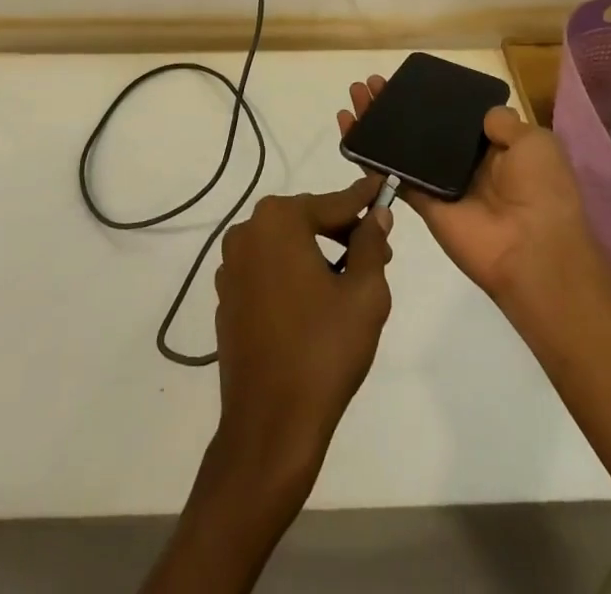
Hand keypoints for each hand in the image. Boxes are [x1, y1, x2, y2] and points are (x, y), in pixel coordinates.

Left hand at [210, 178, 393, 496]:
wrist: (270, 424)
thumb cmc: (323, 351)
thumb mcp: (364, 293)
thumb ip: (371, 244)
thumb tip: (377, 215)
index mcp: (278, 221)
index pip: (333, 202)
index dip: (363, 199)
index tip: (383, 186)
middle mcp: (247, 232)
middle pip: (307, 219)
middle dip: (343, 231)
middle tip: (379, 253)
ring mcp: (231, 266)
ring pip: (286, 245)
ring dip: (318, 253)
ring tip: (351, 281)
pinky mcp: (227, 297)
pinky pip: (268, 270)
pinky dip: (293, 274)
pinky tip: (316, 303)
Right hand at [340, 77, 605, 311]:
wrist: (534, 250)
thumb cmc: (541, 190)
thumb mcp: (535, 143)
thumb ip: (503, 122)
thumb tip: (482, 114)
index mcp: (496, 148)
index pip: (455, 117)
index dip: (430, 98)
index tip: (406, 80)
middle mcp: (465, 164)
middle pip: (422, 128)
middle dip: (395, 106)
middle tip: (369, 84)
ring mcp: (441, 185)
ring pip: (402, 148)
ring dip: (377, 124)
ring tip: (354, 98)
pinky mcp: (424, 205)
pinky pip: (393, 177)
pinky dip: (370, 157)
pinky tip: (350, 132)